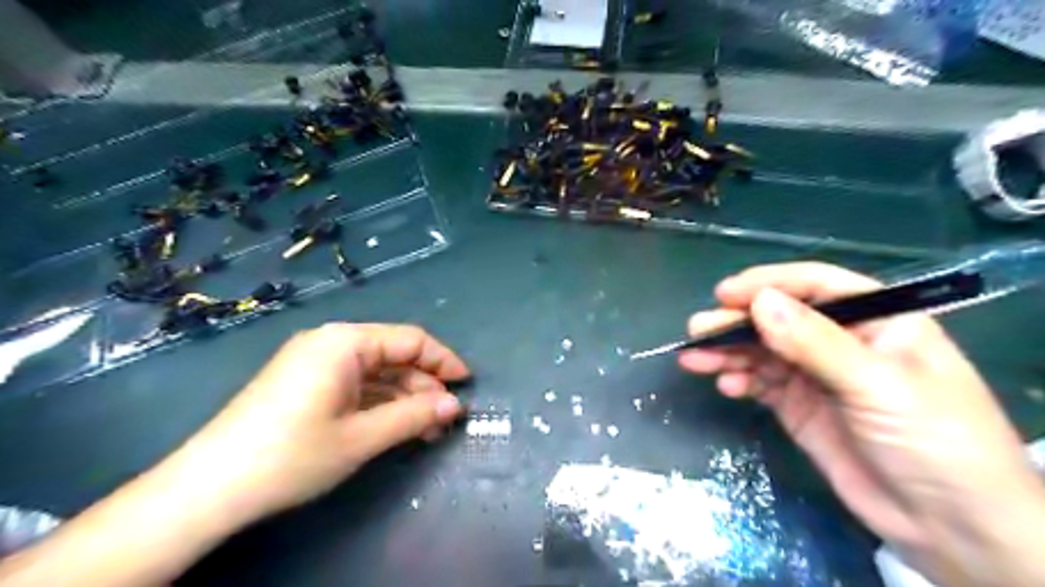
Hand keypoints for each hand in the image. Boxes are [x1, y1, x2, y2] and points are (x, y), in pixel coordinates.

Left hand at [178, 324, 469, 524]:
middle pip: (394, 354)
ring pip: (376, 371)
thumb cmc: (291, 455)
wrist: (207, 490)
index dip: (444, 361)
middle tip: (445, 419)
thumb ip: (414, 416)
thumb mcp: (362, 437)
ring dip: (404, 397)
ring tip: (426, 430)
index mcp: (345, 342)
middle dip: (424, 385)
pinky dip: (379, 403)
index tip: (466, 385)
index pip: (411, 339)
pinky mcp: (305, 382)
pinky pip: (355, 384)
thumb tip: (455, 405)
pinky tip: (395, 426)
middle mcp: (331, 342)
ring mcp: (315, 362)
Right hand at [678, 262, 1044, 586]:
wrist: (950, 528)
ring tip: (695, 359)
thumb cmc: (933, 441)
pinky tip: (726, 387)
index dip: (769, 284)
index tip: (725, 295)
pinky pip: (762, 383)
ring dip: (729, 353)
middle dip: (737, 323)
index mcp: (877, 321)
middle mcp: (843, 342)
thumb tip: (759, 301)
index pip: (816, 287)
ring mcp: (818, 376)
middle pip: (780, 319)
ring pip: (764, 352)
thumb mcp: (878, 385)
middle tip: (698, 330)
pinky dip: (741, 381)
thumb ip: (815, 343)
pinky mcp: (800, 407)